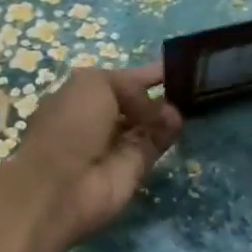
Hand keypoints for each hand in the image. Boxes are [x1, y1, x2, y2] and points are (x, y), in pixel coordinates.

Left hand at [0, 64, 182, 251]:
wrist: (62, 186)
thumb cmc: (70, 125)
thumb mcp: (95, 84)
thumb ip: (132, 86)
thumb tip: (157, 106)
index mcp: (82, 96)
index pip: (121, 80)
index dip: (145, 73)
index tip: (175, 65)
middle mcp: (100, 118)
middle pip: (138, 102)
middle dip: (160, 92)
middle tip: (188, 84)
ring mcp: (118, 144)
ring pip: (150, 122)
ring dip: (167, 112)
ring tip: (189, 100)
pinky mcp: (135, 166)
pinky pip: (156, 144)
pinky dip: (169, 132)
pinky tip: (181, 120)